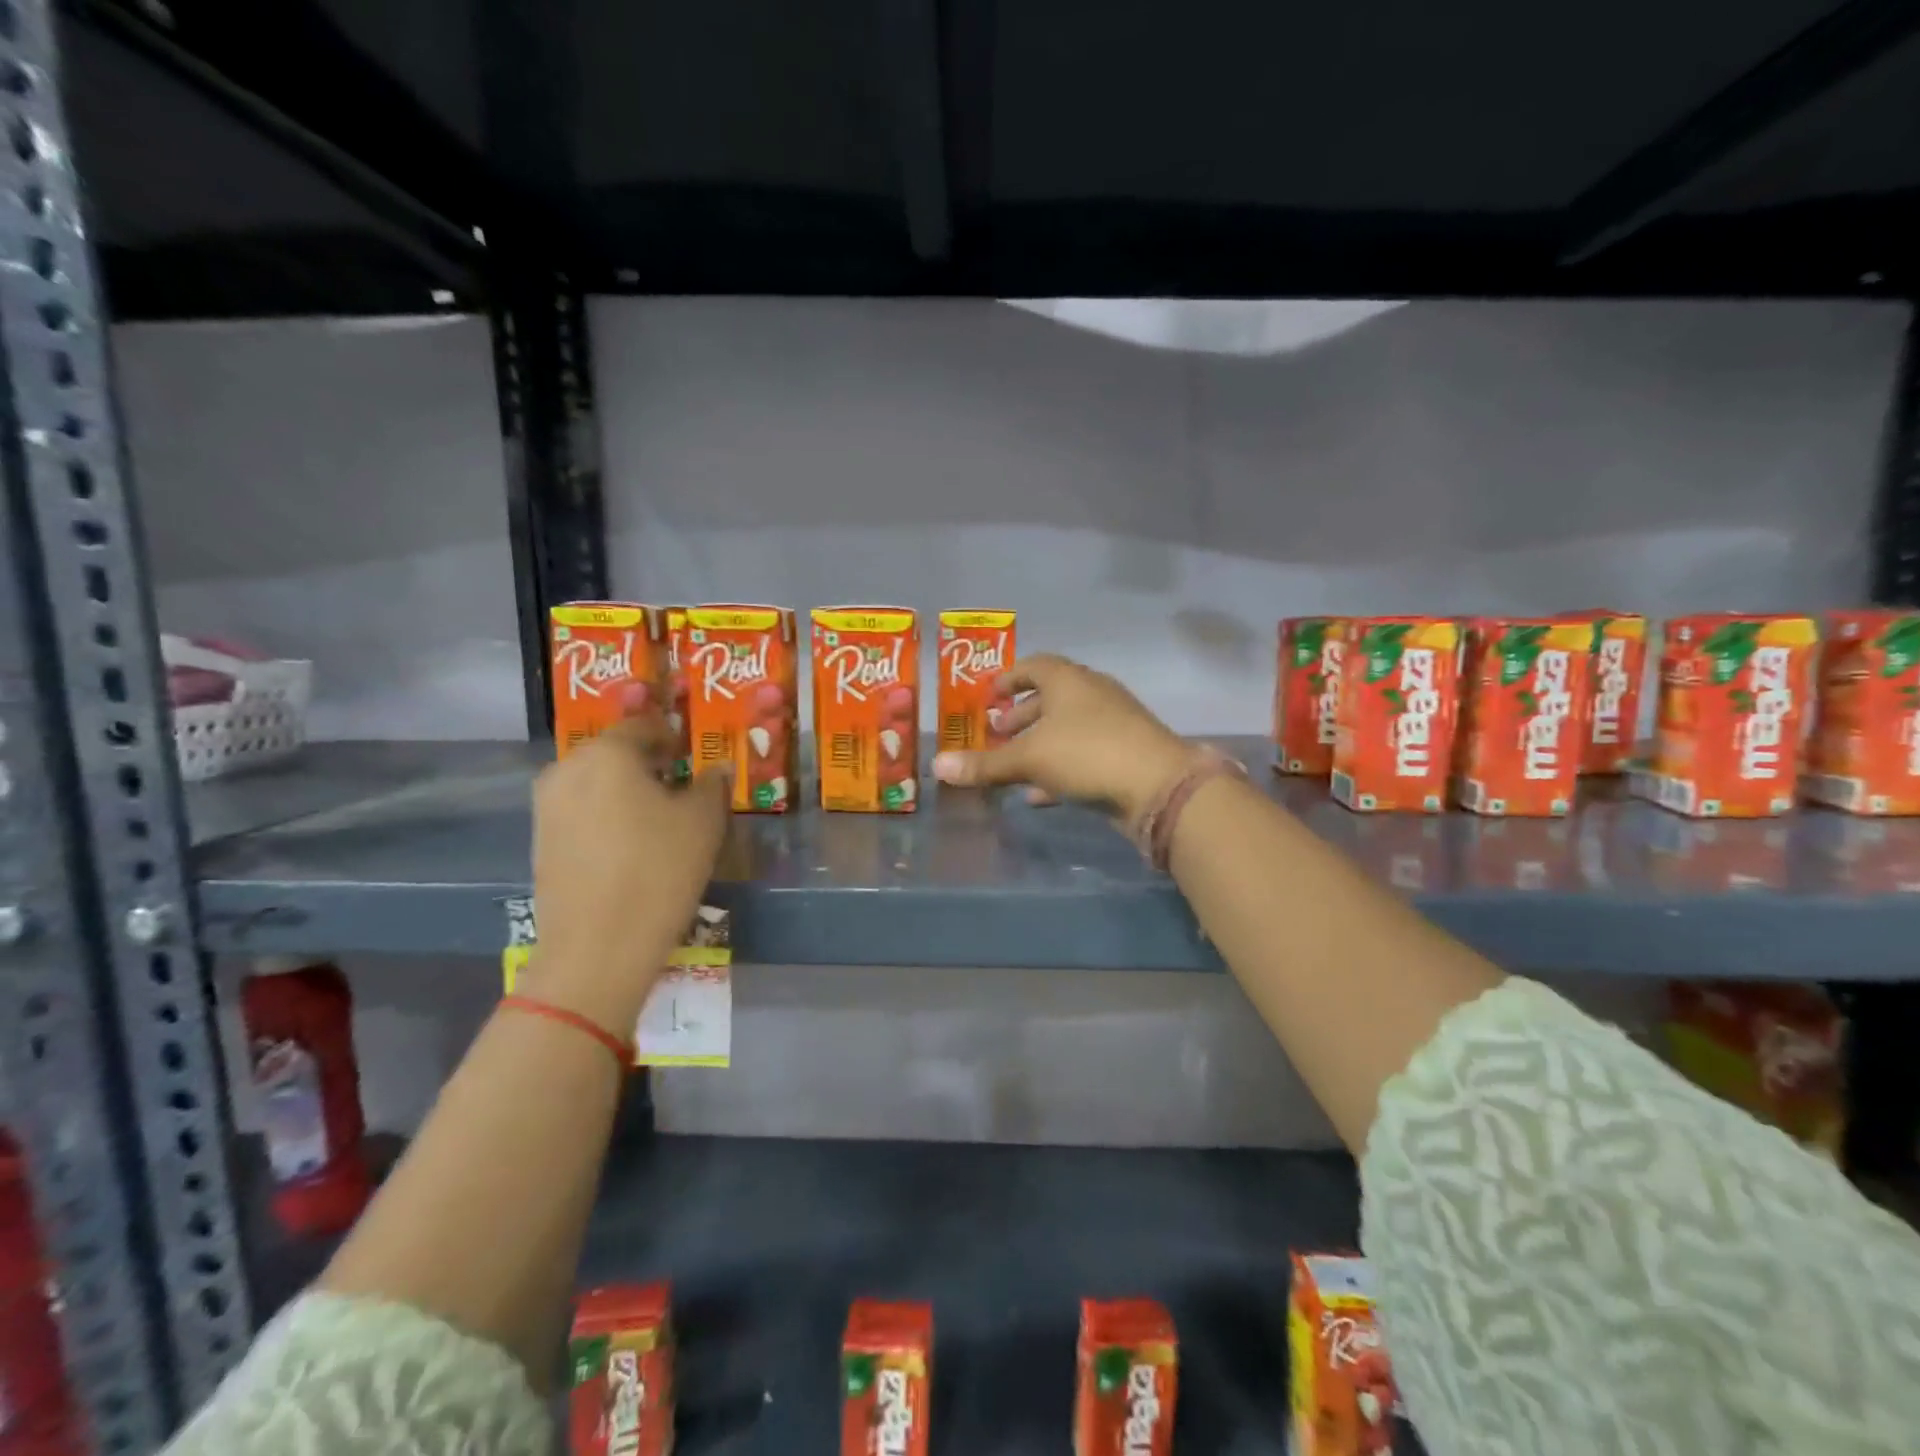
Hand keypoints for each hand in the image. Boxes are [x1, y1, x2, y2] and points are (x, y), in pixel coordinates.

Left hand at [528, 690, 732, 1032]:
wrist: (597, 948)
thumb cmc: (659, 871)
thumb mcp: (703, 822)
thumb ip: (712, 784)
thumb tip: (716, 768)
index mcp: (607, 753)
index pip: (645, 726)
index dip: (674, 737)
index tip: (695, 757)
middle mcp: (568, 769)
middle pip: (615, 753)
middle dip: (648, 764)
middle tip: (681, 787)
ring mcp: (547, 807)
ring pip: (596, 783)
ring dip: (626, 791)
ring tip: (659, 819)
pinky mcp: (540, 841)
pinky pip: (581, 811)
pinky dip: (607, 816)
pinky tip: (631, 845)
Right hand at [930, 653, 1203, 822]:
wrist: (1159, 786)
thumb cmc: (1087, 754)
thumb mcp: (1029, 759)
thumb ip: (985, 764)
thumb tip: (937, 766)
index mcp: (1069, 680)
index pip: (1035, 665)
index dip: (1009, 678)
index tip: (989, 695)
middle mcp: (1092, 695)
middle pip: (1050, 698)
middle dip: (1021, 716)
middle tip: (996, 733)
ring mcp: (1113, 725)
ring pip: (1067, 729)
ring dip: (1039, 745)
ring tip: (1011, 765)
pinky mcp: (1125, 755)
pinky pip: (1083, 756)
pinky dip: (1058, 770)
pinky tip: (1038, 795)